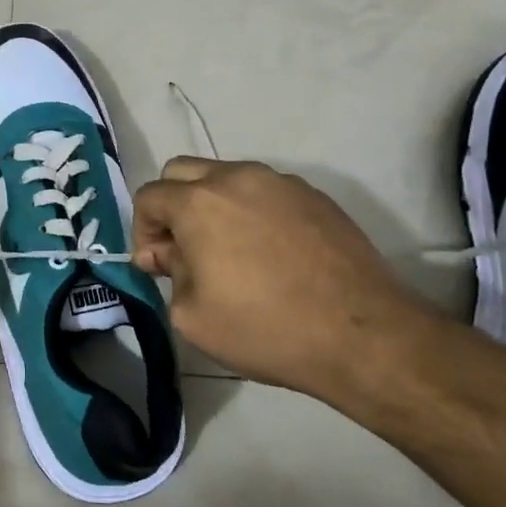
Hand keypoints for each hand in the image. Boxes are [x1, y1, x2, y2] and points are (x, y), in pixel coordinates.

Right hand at [132, 157, 447, 398]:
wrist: (363, 335)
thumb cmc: (266, 329)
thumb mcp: (193, 316)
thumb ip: (169, 273)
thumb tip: (168, 253)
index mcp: (198, 202)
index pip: (148, 196)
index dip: (142, 231)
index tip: (157, 266)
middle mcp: (236, 178)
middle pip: (182, 172)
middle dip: (171, 206)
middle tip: (184, 250)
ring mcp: (280, 182)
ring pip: (226, 177)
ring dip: (213, 205)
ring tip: (230, 251)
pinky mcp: (315, 196)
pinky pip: (265, 192)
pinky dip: (252, 211)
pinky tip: (270, 253)